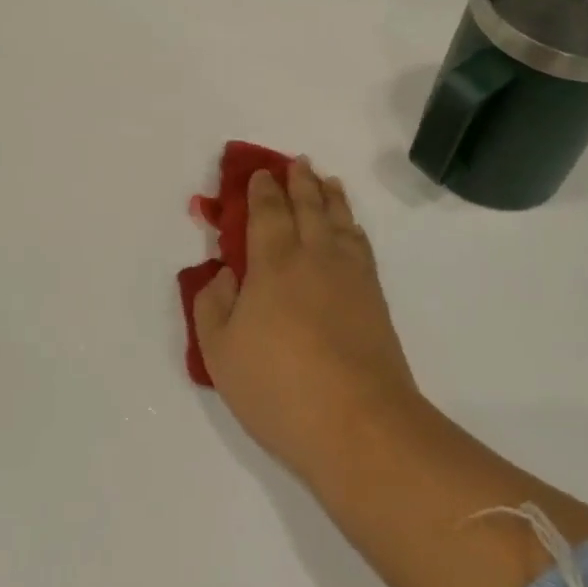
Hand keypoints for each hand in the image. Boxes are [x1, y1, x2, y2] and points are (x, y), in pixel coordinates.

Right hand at [194, 159, 424, 482]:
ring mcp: (350, 276)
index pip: (268, 213)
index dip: (262, 190)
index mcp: (273, 264)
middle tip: (297, 163)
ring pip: (340, 220)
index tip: (260, 174)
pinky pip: (362, 245)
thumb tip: (224, 273)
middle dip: (300, 181)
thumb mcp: (220, 352)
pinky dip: (353, 226)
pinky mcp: (375, 298)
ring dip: (331, 196)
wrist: (359, 423)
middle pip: (309, 206)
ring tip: (327, 181)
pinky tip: (351, 228)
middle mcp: (315, 257)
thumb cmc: (279, 387)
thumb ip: (213, 305)